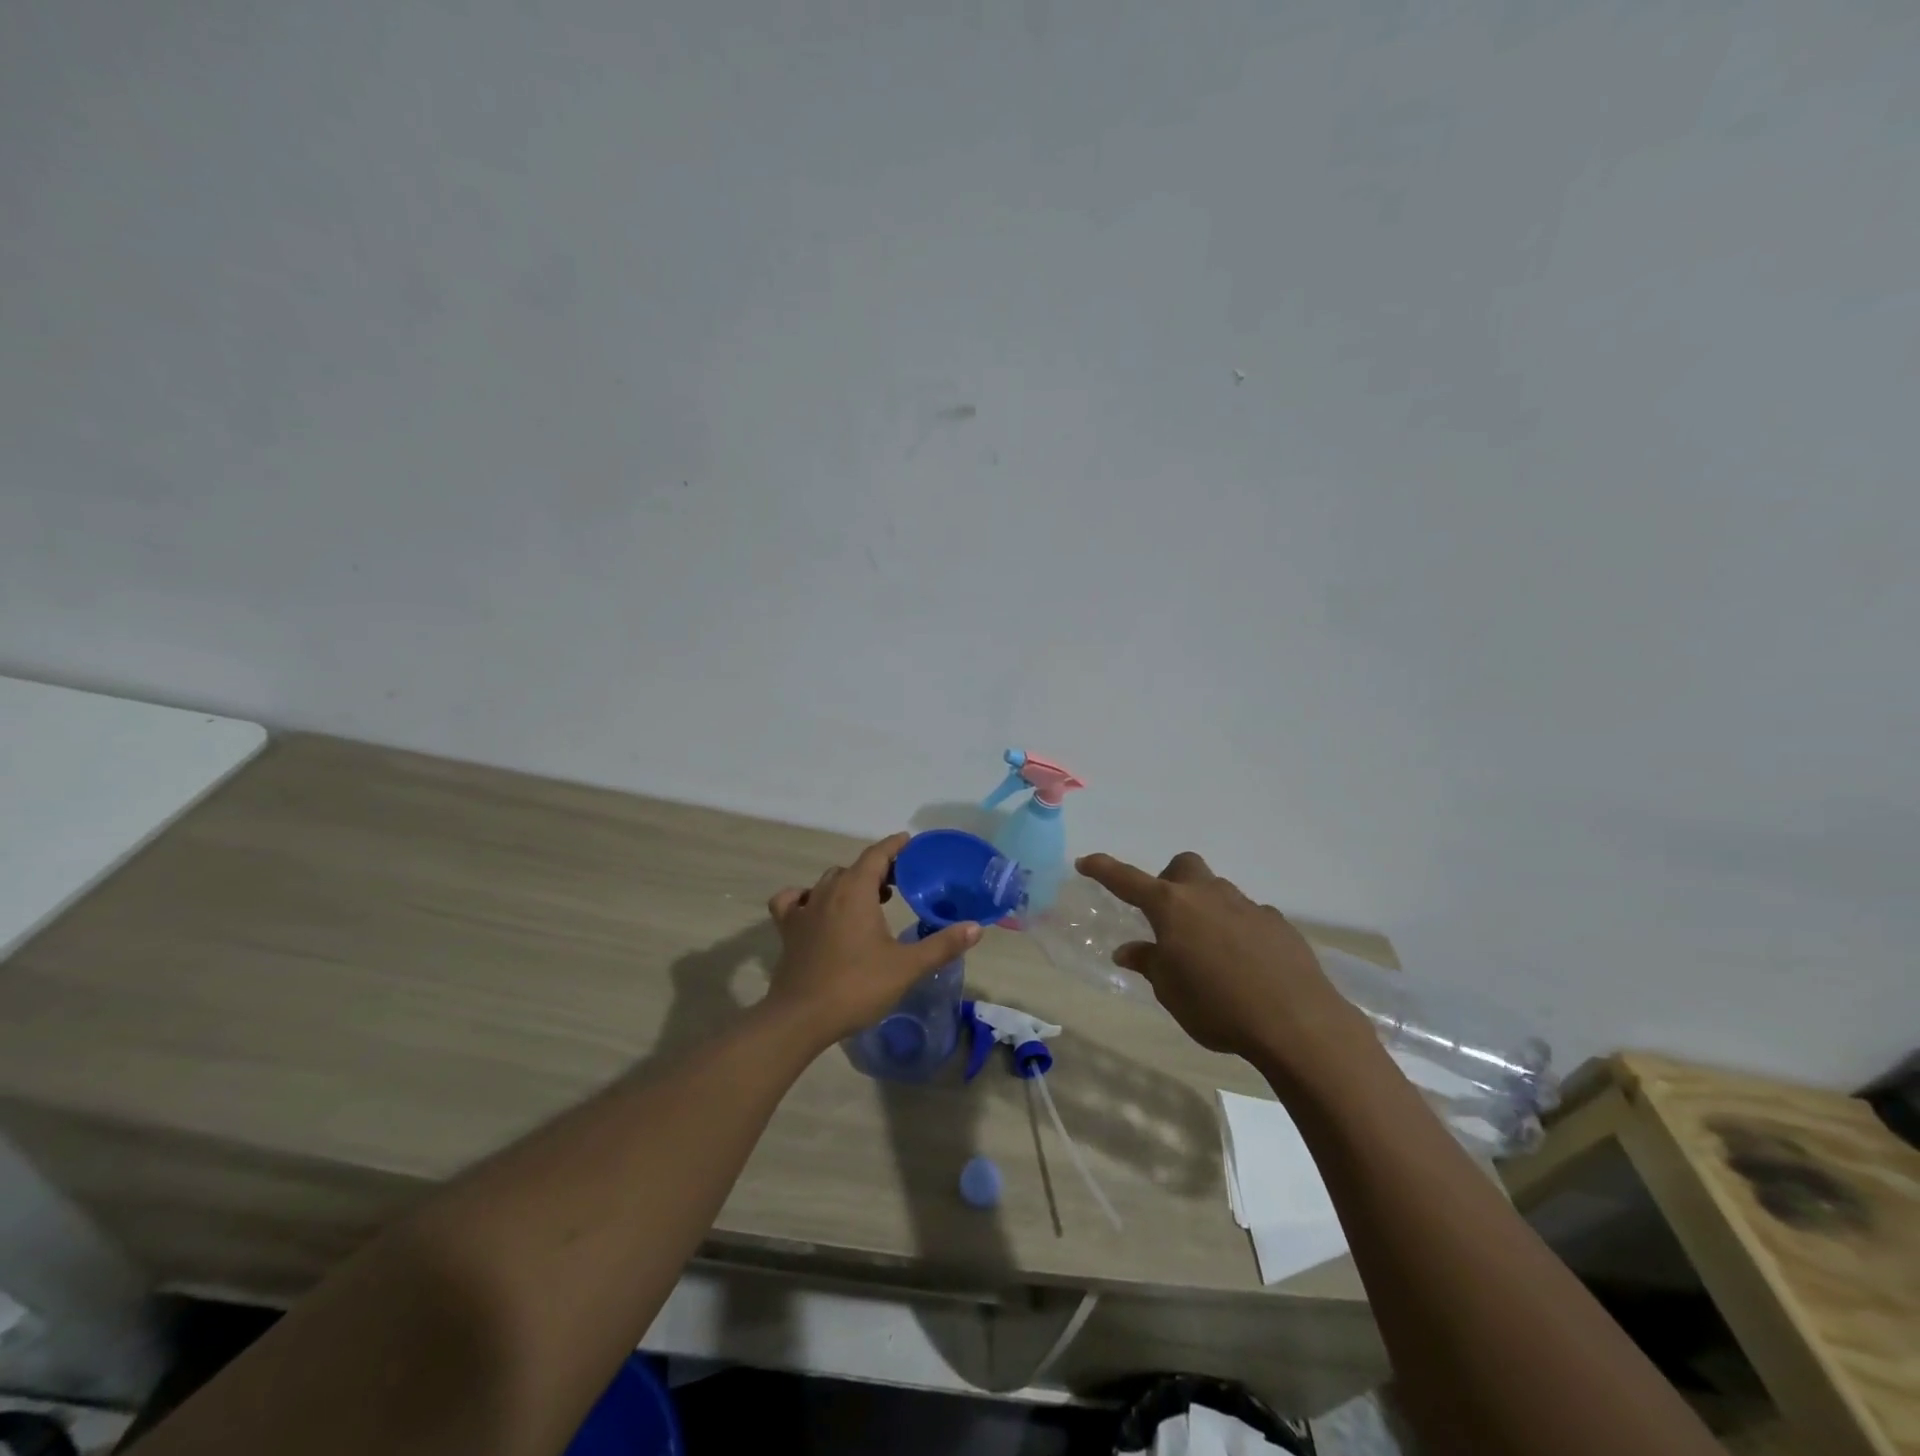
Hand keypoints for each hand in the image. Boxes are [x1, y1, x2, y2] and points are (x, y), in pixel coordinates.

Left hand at [765, 832, 980, 1047]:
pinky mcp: (788, 930)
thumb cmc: (857, 986)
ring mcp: (804, 910)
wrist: (801, 1018)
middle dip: (877, 869)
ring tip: (868, 899)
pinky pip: (794, 900)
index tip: (910, 843)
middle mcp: (827, 891)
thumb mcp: (907, 967)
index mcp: (856, 891)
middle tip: (899, 882)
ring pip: (828, 882)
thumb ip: (942, 945)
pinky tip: (816, 910)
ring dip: (850, 883)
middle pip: (854, 867)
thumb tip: (976, 928)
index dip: (895, 846)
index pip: (877, 854)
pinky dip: (806, 898)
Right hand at [1077, 850, 1372, 1076]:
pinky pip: (1248, 917)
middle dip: (1170, 881)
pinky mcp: (1277, 924)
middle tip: (1168, 917)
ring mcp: (1246, 906)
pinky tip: (1246, 965)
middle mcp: (1207, 895)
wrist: (1296, 1022)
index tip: (1086, 862)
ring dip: (1206, 910)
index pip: (1127, 880)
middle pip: (1183, 867)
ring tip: (1209, 952)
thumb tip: (1129, 950)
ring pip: (1217, 892)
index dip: (1103, 869)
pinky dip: (1238, 932)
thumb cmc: (1218, 1007)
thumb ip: (1149, 963)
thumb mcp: (1170, 992)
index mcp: (1171, 907)